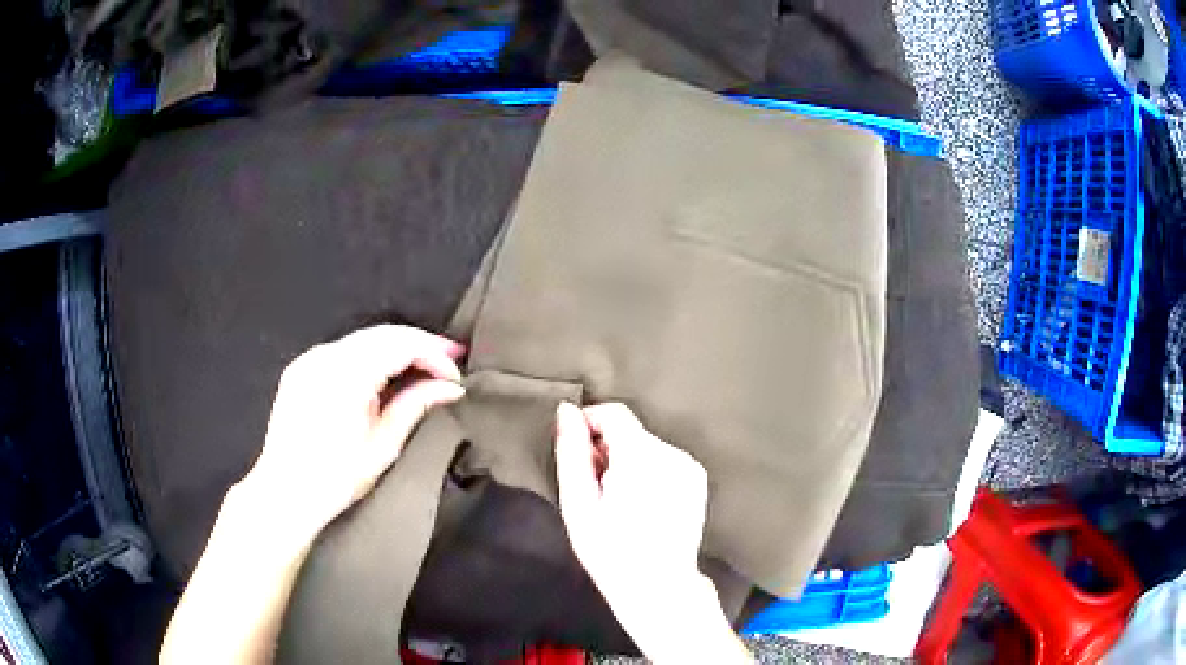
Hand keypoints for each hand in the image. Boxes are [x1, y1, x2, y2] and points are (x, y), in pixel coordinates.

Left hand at [241, 324, 466, 538]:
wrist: (285, 492)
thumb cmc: (337, 477)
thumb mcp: (383, 445)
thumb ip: (416, 405)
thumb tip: (451, 387)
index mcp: (346, 374)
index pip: (401, 345)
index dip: (434, 354)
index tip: (456, 377)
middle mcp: (326, 355)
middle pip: (383, 333)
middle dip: (420, 343)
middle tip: (451, 359)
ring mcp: (310, 358)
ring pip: (364, 339)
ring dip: (396, 347)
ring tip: (425, 365)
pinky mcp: (301, 367)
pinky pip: (344, 350)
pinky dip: (371, 355)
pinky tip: (386, 371)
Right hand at [555, 402, 750, 663]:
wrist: (658, 585)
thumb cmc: (611, 551)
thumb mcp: (578, 504)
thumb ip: (571, 452)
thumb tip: (566, 412)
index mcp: (641, 457)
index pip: (613, 412)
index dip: (589, 425)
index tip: (576, 452)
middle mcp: (671, 454)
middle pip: (630, 431)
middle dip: (607, 449)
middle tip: (594, 487)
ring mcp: (688, 467)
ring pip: (646, 445)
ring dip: (627, 461)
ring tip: (617, 500)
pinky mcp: (696, 479)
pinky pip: (664, 460)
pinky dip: (648, 471)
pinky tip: (640, 504)